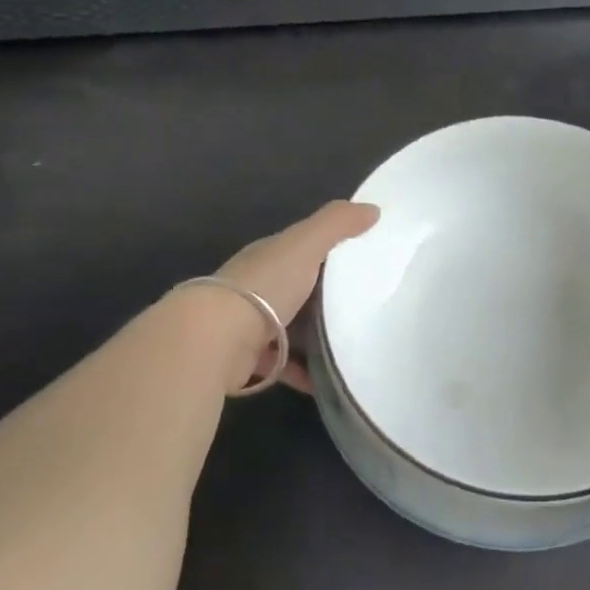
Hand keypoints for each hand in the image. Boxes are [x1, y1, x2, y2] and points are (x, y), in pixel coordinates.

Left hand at [212, 200, 379, 390]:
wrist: (216, 338)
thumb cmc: (264, 285)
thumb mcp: (305, 245)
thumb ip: (337, 224)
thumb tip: (373, 208)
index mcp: (268, 257)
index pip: (300, 250)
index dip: (327, 251)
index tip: (361, 262)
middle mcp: (256, 288)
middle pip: (297, 291)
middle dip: (325, 299)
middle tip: (366, 309)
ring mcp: (249, 325)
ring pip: (290, 329)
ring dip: (315, 339)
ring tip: (352, 346)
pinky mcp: (248, 360)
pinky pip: (283, 365)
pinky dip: (304, 372)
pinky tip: (327, 380)